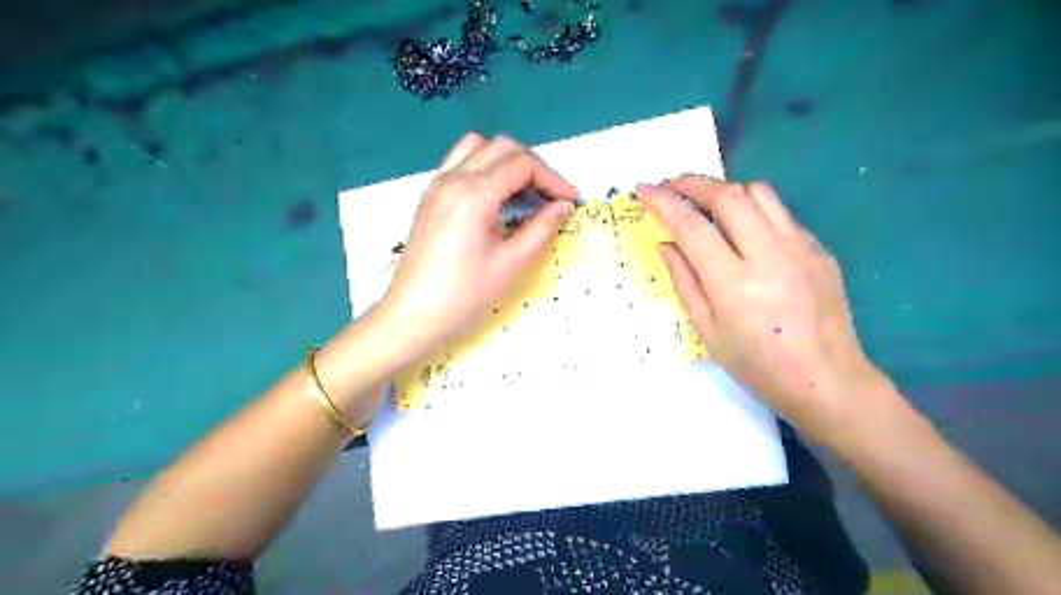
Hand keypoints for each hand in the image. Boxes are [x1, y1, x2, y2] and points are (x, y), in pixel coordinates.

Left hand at [374, 133, 577, 357]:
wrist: (412, 315)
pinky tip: (495, 200)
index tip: (571, 202)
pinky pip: (460, 164)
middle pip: (502, 148)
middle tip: (551, 198)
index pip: (522, 164)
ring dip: (507, 162)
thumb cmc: (464, 294)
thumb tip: (564, 206)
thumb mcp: (510, 263)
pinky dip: (485, 169)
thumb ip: (541, 228)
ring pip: (478, 148)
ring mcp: (437, 185)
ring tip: (524, 194)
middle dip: (533, 167)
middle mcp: (453, 178)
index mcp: (474, 192)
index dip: (553, 179)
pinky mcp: (430, 197)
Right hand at [638, 178, 888, 444]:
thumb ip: (684, 281)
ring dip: (725, 191)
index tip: (644, 189)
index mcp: (734, 284)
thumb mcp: (707, 331)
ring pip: (759, 193)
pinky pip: (781, 213)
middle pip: (728, 195)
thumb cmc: (758, 365)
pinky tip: (744, 231)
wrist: (827, 381)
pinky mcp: (819, 249)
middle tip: (671, 187)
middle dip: (692, 183)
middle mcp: (769, 256)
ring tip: (706, 205)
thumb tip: (666, 243)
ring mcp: (800, 248)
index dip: (663, 202)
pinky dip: (753, 210)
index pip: (692, 227)